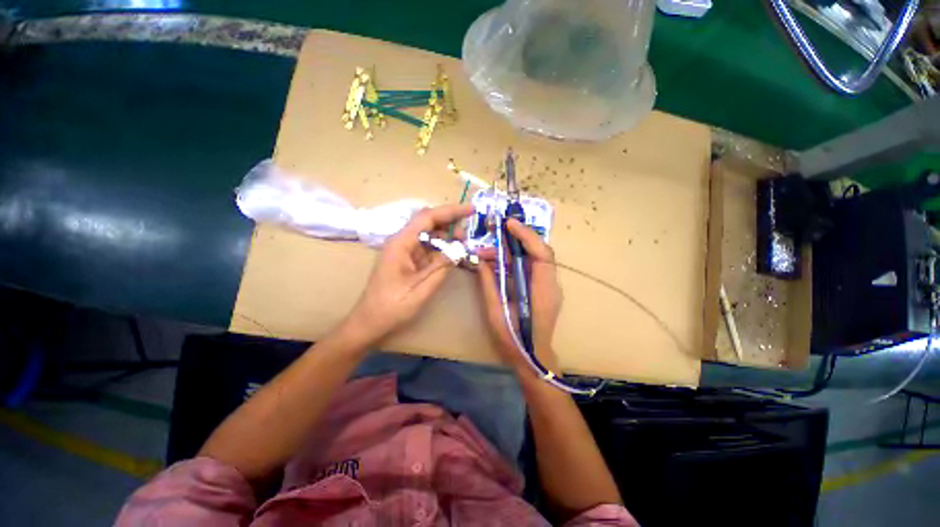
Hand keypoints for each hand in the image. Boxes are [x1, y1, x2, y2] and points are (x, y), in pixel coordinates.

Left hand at [342, 204, 473, 344]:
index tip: (470, 210)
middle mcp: (401, 242)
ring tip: (462, 245)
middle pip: (427, 223)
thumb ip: (442, 267)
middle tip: (468, 234)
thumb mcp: (421, 288)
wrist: (369, 322)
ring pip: (427, 235)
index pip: (427, 217)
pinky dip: (439, 249)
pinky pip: (425, 248)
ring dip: (445, 237)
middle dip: (449, 223)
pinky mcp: (406, 260)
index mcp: (401, 243)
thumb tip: (460, 249)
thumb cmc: (392, 307)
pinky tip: (450, 255)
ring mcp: (403, 251)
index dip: (450, 211)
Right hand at [477, 218, 560, 374]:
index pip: (541, 254)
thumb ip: (488, 284)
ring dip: (515, 249)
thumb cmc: (514, 339)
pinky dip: (517, 260)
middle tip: (497, 231)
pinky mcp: (544, 290)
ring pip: (536, 258)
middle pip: (540, 252)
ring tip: (492, 249)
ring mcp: (550, 287)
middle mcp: (551, 285)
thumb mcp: (496, 312)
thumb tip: (481, 261)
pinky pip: (533, 267)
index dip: (526, 236)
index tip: (509, 224)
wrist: (533, 359)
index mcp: (542, 291)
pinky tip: (501, 261)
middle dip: (519, 238)